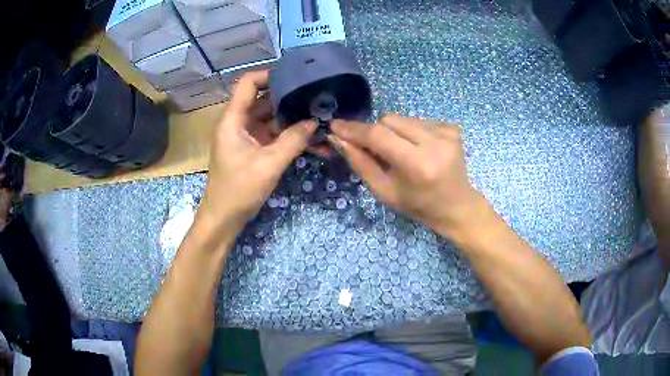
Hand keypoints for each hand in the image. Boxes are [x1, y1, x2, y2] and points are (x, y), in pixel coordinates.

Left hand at [198, 71, 315, 231]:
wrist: (223, 218)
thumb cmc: (239, 190)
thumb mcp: (269, 164)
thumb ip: (293, 140)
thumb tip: (315, 121)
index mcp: (233, 119)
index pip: (248, 83)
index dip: (270, 75)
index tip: (296, 77)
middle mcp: (238, 122)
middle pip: (263, 99)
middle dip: (288, 97)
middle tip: (315, 97)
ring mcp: (246, 135)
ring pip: (270, 117)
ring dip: (291, 118)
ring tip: (318, 116)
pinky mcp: (252, 148)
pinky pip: (272, 134)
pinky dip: (288, 135)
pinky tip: (310, 138)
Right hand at [329, 115, 483, 238]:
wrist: (456, 205)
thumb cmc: (418, 205)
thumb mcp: (384, 191)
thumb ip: (361, 163)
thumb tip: (339, 138)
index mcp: (418, 165)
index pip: (379, 136)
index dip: (355, 129)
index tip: (336, 125)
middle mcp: (435, 143)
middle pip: (389, 120)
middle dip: (377, 133)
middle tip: (378, 151)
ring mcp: (446, 132)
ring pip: (402, 118)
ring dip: (394, 132)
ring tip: (403, 153)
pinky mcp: (452, 127)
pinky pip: (418, 120)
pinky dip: (411, 132)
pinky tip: (419, 149)